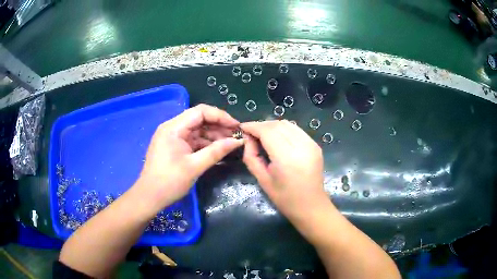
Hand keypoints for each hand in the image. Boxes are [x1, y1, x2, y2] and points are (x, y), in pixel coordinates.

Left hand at [135, 104, 242, 210]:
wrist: (150, 197)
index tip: (236, 126)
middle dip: (218, 126)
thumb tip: (238, 141)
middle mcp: (172, 127)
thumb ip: (217, 151)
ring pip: (197, 130)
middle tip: (236, 136)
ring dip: (213, 135)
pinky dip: (205, 144)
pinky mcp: (174, 146)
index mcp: (174, 127)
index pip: (200, 112)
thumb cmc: (170, 182)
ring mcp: (172, 137)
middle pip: (199, 119)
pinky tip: (218, 149)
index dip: (221, 116)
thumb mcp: (195, 166)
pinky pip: (193, 140)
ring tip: (230, 143)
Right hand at [241, 120, 329, 224]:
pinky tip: (277, 138)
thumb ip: (251, 156)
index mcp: (287, 158)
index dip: (253, 126)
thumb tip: (248, 138)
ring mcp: (311, 144)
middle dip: (261, 125)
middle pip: (277, 125)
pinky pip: (296, 130)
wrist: (311, 206)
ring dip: (272, 126)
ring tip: (262, 134)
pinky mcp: (315, 145)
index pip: (267, 131)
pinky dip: (284, 129)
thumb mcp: (262, 179)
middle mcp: (301, 147)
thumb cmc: (284, 198)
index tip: (242, 127)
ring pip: (288, 124)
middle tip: (251, 133)